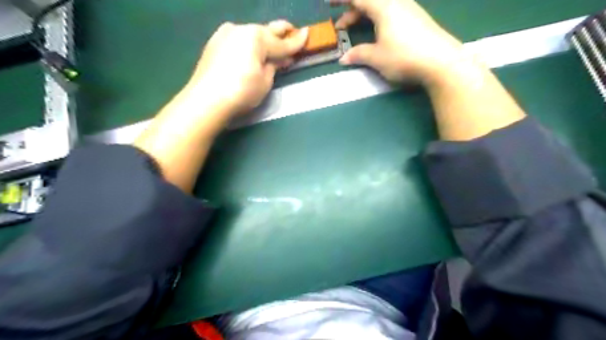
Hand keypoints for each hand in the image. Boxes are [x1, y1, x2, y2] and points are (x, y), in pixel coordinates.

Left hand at [183, 21, 307, 118]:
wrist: (206, 100)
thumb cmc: (241, 92)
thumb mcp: (265, 81)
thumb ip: (274, 66)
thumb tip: (279, 59)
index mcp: (256, 37)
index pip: (282, 42)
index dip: (296, 41)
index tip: (308, 34)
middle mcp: (241, 29)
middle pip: (266, 31)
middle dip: (281, 34)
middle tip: (293, 34)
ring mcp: (225, 34)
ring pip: (251, 35)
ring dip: (263, 42)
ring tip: (271, 51)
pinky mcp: (215, 42)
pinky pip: (238, 40)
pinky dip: (248, 46)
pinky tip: (251, 55)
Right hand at [331, 0, 464, 83]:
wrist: (441, 61)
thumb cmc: (404, 57)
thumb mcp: (377, 57)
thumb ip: (358, 54)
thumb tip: (343, 58)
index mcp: (383, 6)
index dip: (341, 0)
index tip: (328, 4)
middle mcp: (396, 2)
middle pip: (369, 0)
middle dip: (351, 10)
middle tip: (340, 25)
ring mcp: (408, 9)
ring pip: (380, 6)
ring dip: (364, 15)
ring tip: (354, 30)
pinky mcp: (416, 18)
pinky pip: (390, 11)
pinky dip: (377, 18)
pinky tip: (376, 33)